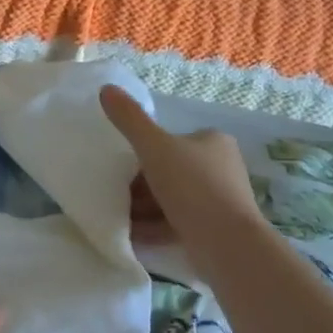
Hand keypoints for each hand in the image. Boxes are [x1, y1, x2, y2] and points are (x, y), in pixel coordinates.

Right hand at [100, 85, 261, 247]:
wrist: (227, 244)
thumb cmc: (192, 187)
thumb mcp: (154, 147)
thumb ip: (129, 119)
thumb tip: (106, 88)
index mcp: (213, 142)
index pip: (172, 141)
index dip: (144, 153)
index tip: (123, 170)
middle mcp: (221, 168)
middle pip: (171, 172)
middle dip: (142, 185)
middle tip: (117, 196)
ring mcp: (220, 201)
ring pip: (173, 199)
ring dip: (145, 208)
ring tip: (119, 218)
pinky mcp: (215, 231)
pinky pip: (178, 224)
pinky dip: (155, 228)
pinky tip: (132, 236)